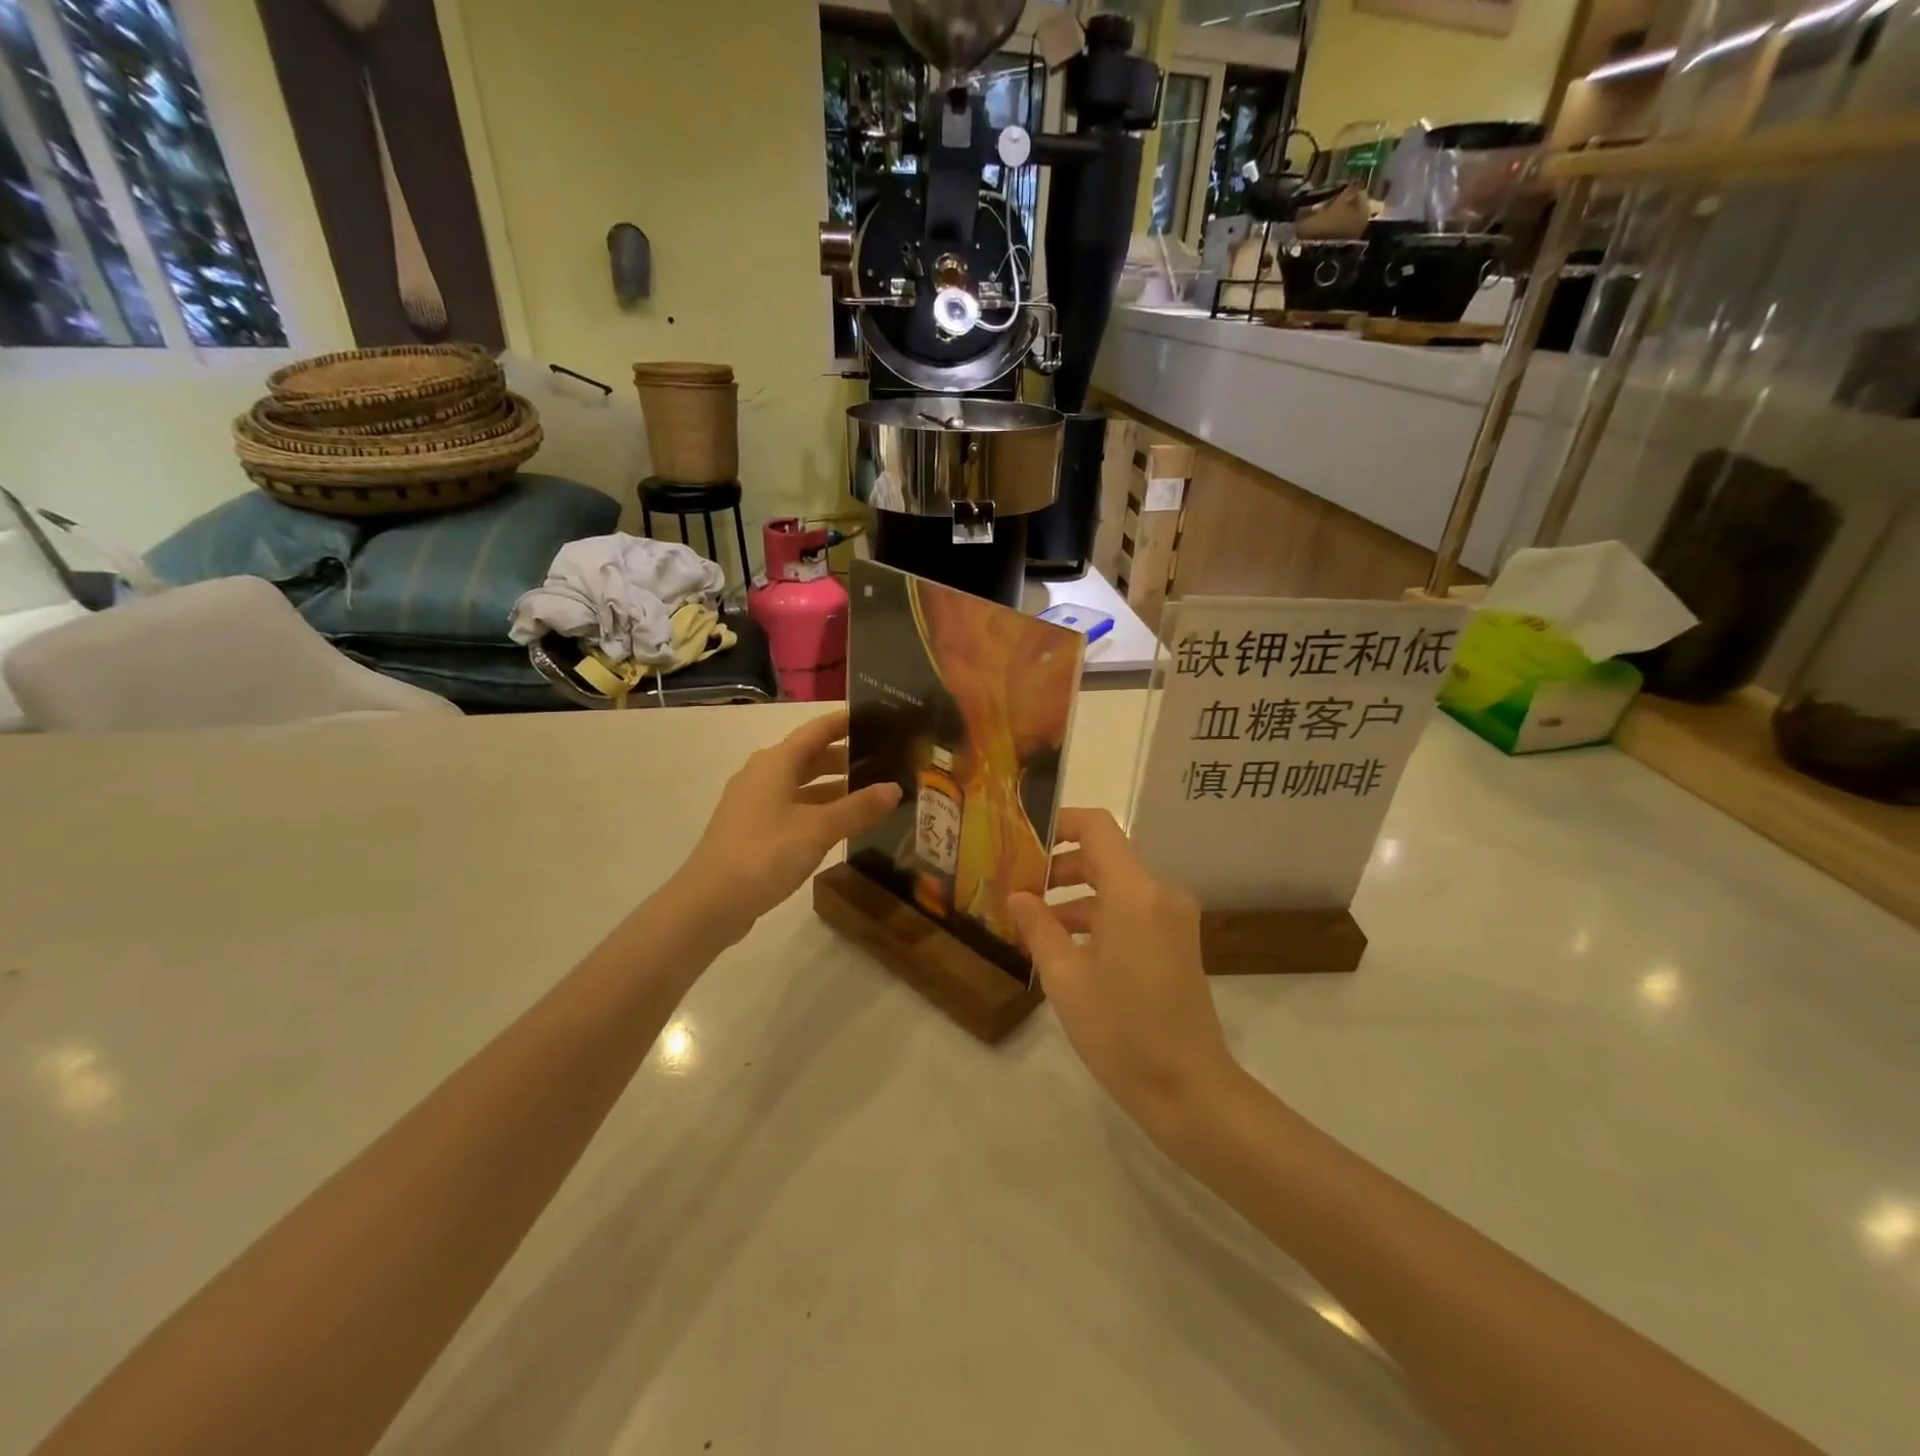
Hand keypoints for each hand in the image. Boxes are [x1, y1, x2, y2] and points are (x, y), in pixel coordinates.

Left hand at [678, 709, 900, 941]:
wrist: (709, 903)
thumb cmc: (764, 854)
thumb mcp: (818, 829)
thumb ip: (858, 808)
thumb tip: (895, 788)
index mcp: (776, 762)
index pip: (817, 729)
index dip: (845, 721)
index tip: (879, 716)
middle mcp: (763, 775)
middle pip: (810, 757)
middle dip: (847, 757)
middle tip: (887, 760)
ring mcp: (755, 804)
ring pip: (802, 786)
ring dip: (835, 788)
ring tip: (873, 795)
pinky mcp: (754, 831)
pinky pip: (794, 809)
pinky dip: (819, 810)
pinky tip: (842, 826)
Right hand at [1009, 809, 1236, 1140]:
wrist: (1189, 1089)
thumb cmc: (1120, 1031)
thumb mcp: (1065, 978)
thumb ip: (1039, 927)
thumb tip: (1017, 895)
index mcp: (1134, 892)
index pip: (1097, 827)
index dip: (1059, 823)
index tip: (1022, 839)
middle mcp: (1160, 892)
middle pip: (1105, 855)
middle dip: (1059, 865)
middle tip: (1016, 885)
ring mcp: (1173, 917)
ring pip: (1116, 884)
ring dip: (1075, 893)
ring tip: (1032, 920)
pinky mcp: (1176, 940)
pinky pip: (1131, 909)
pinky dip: (1098, 915)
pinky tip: (1065, 943)